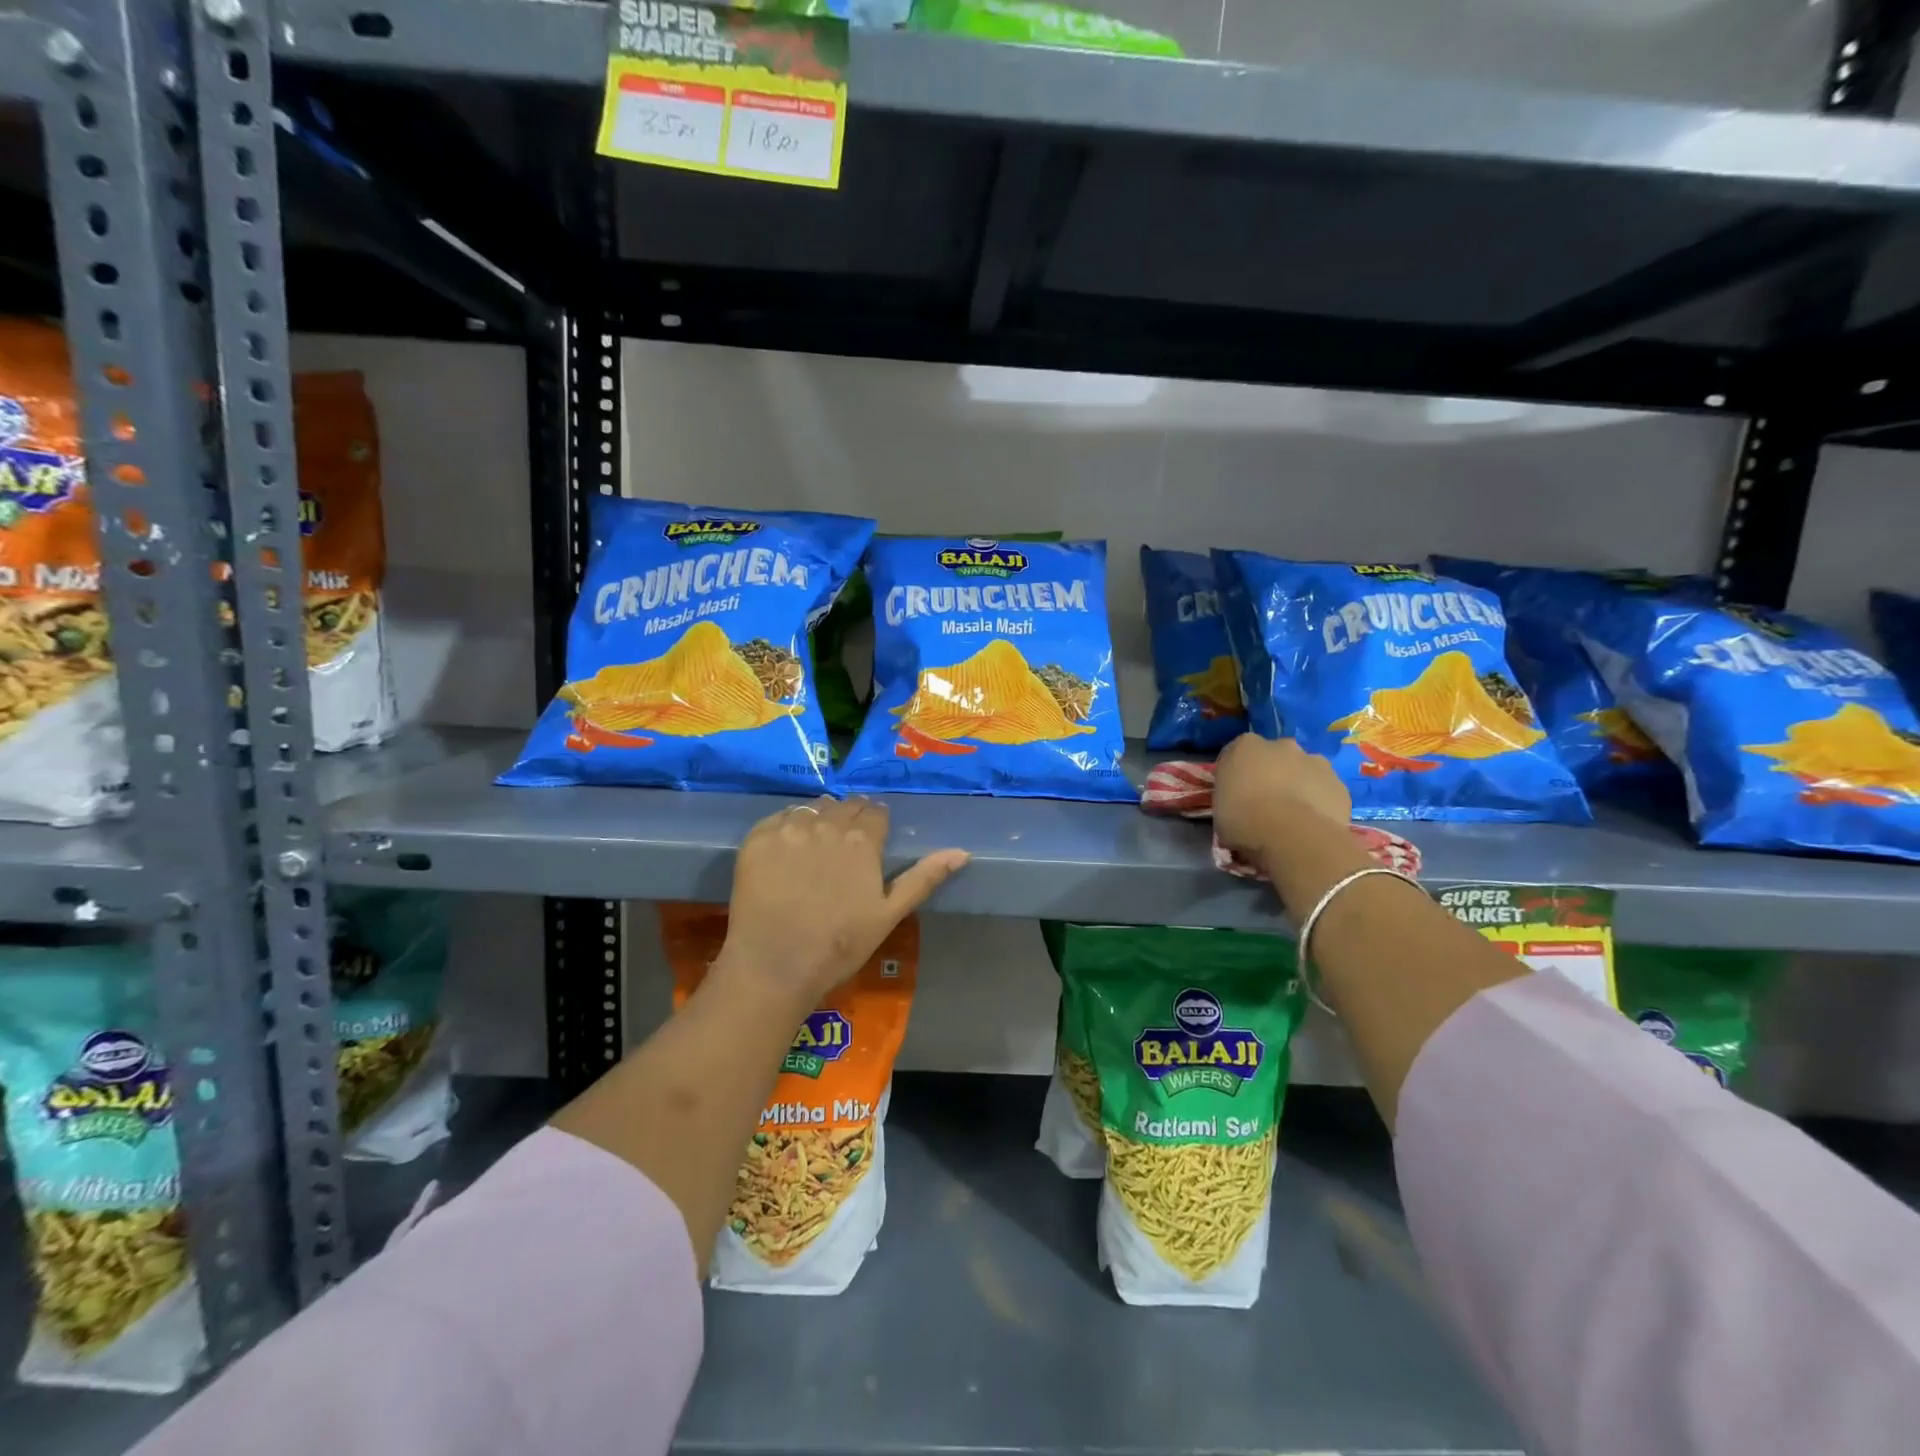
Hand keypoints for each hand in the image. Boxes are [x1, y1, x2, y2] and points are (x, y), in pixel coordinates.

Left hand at [719, 797, 968, 1008]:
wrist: (775, 963)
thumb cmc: (840, 945)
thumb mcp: (889, 914)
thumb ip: (924, 877)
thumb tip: (962, 852)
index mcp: (862, 840)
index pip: (875, 812)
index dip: (875, 823)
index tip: (871, 838)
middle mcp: (828, 824)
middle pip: (844, 806)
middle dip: (848, 818)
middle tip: (843, 844)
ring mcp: (789, 829)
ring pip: (812, 808)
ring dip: (819, 818)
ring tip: (815, 844)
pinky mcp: (758, 838)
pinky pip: (778, 818)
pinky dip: (786, 826)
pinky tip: (786, 851)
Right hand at [1212, 733, 1351, 861]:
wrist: (1292, 837)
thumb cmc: (1244, 820)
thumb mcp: (1219, 809)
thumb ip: (1230, 796)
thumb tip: (1237, 801)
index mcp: (1245, 746)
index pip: (1237, 754)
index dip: (1237, 775)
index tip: (1235, 795)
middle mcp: (1282, 745)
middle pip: (1275, 757)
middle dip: (1272, 774)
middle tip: (1266, 804)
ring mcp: (1316, 762)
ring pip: (1305, 771)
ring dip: (1299, 786)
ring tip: (1292, 817)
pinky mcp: (1339, 785)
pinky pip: (1325, 792)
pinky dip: (1319, 803)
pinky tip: (1312, 825)